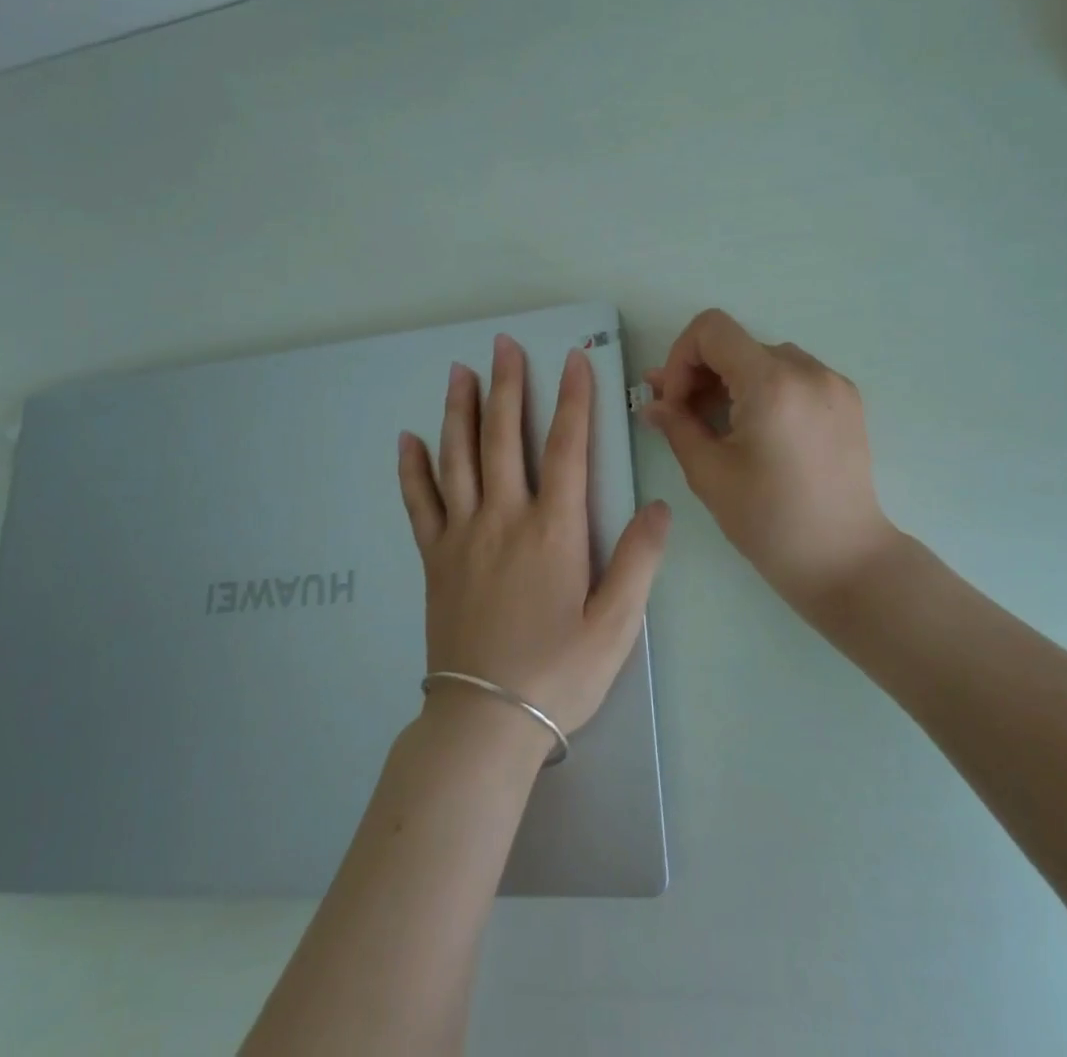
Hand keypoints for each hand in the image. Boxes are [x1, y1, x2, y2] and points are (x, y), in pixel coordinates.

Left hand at [397, 334, 669, 737]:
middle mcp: (504, 519)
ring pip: (458, 458)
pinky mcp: (434, 558)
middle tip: (502, 344)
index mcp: (553, 531)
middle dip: (508, 386)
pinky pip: (419, 502)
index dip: (573, 399)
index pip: (566, 448)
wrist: (486, 723)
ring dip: (459, 410)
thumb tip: (658, 505)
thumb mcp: (617, 625)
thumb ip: (640, 561)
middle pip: (504, 438)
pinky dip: (413, 468)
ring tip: (459, 371)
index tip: (572, 358)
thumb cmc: (559, 674)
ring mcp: (462, 536)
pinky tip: (408, 439)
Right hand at [642, 309, 897, 609]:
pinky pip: (794, 376)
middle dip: (701, 374)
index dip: (680, 357)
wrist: (846, 560)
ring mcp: (833, 383)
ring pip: (764, 359)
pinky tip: (756, 430)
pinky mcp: (847, 401)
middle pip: (737, 344)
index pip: (712, 329)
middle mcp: (807, 370)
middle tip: (680, 415)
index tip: (675, 402)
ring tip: (717, 425)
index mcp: (772, 383)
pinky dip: (765, 390)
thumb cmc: (770, 522)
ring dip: (732, 382)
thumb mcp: (710, 474)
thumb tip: (653, 405)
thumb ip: (677, 427)